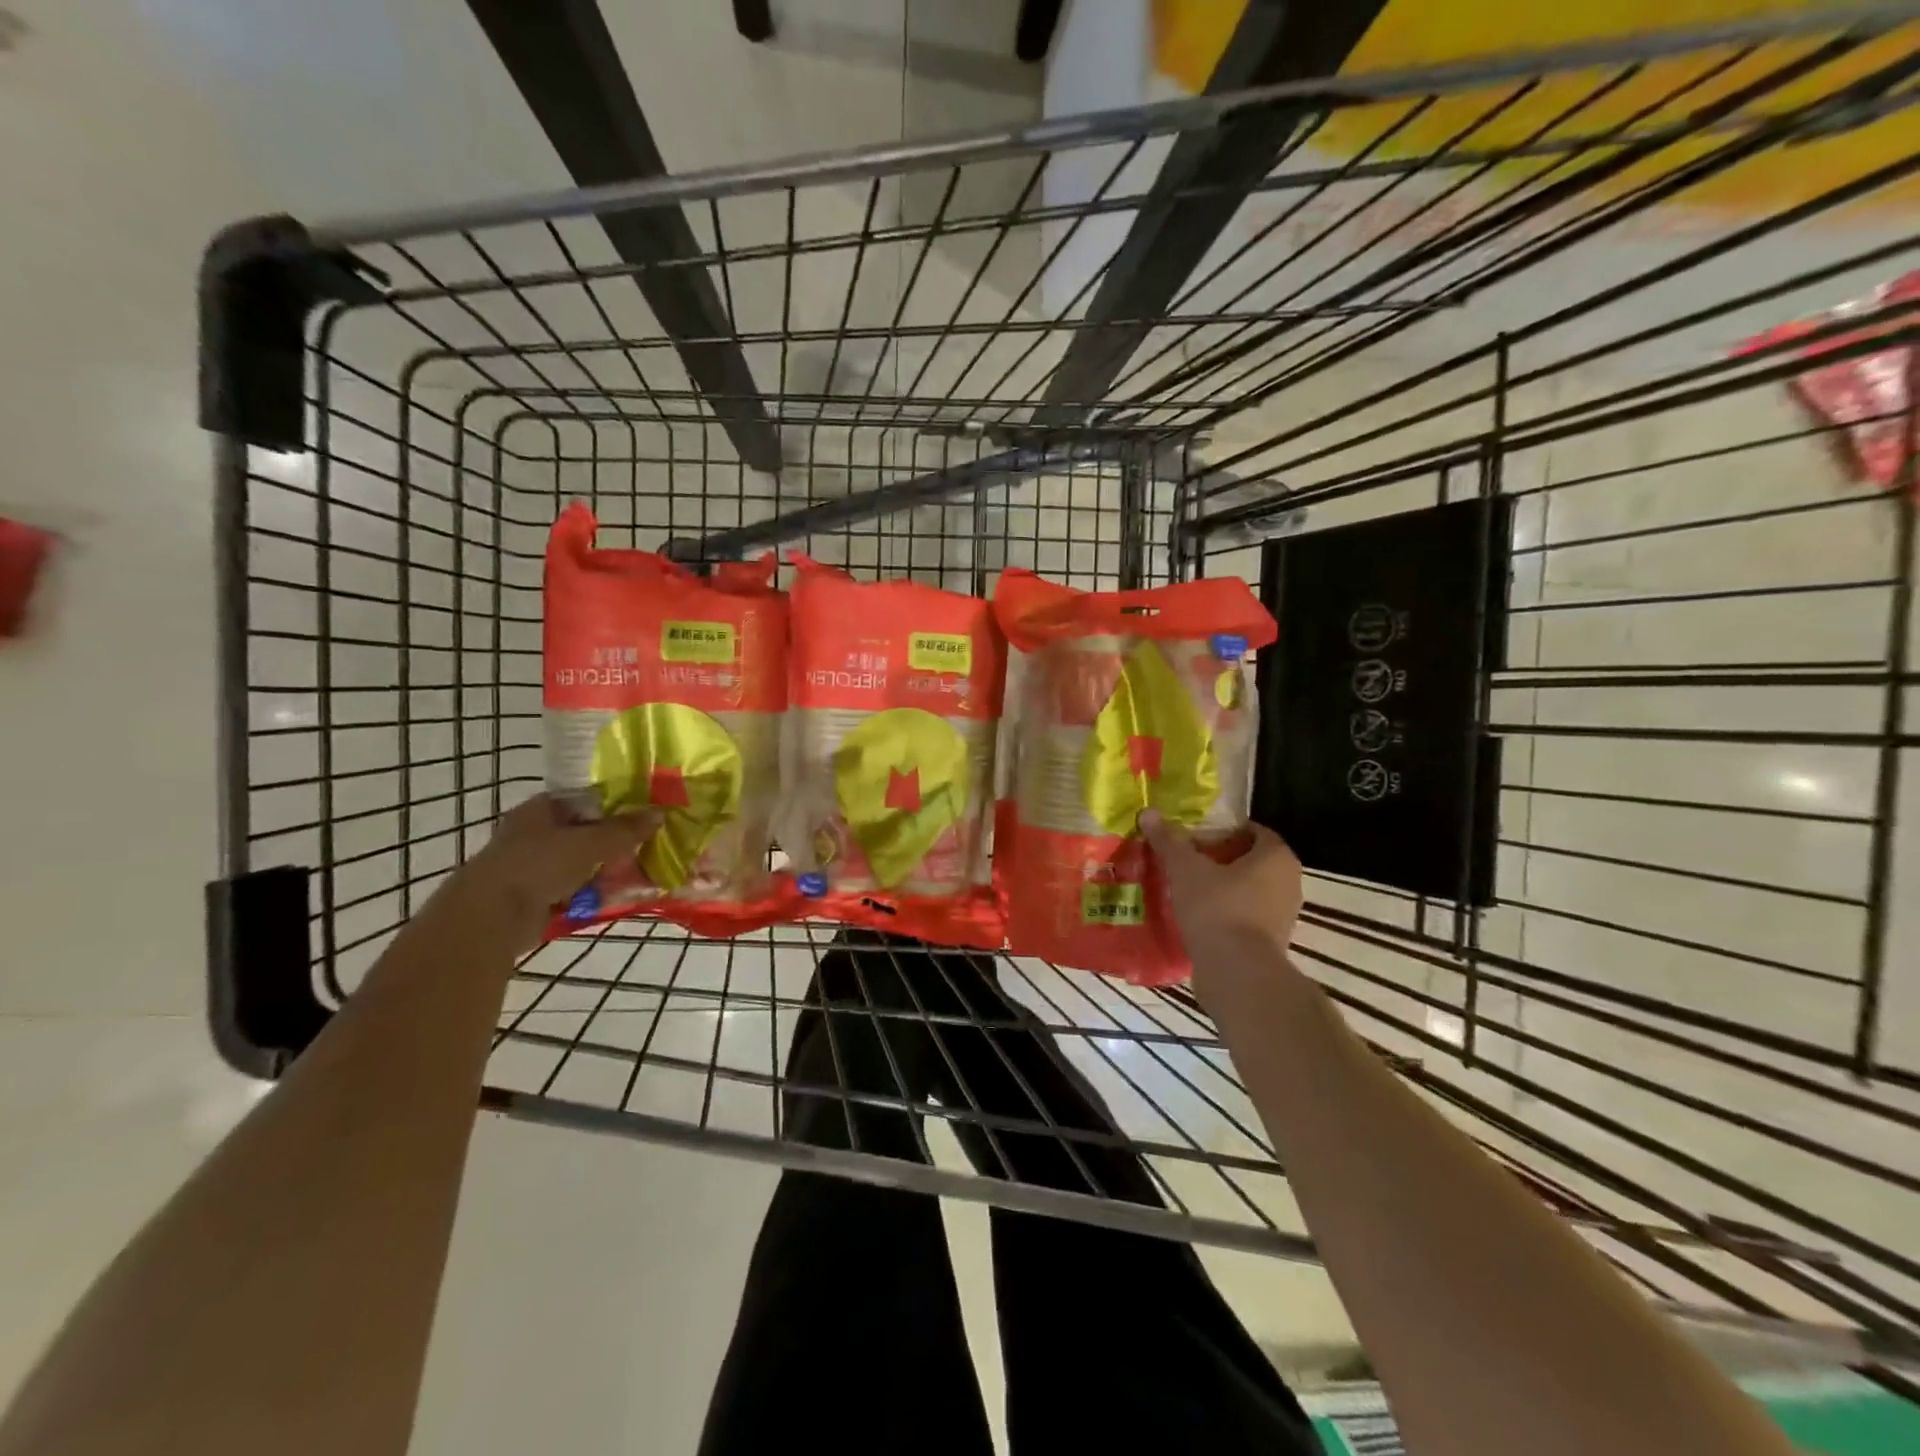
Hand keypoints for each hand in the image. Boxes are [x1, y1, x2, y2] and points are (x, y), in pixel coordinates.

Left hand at [436, 795, 655, 951]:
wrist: (491, 917)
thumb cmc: (538, 865)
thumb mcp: (590, 842)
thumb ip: (625, 829)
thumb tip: (660, 812)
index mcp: (542, 809)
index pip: (585, 799)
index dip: (616, 805)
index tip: (645, 815)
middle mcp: (535, 833)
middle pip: (586, 833)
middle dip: (617, 843)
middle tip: (649, 848)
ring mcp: (533, 866)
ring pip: (582, 863)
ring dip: (607, 870)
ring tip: (641, 875)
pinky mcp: (535, 897)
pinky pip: (574, 889)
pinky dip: (593, 893)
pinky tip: (618, 897)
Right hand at [1140, 812, 1303, 965]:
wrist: (1236, 973)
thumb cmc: (1217, 908)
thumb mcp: (1185, 868)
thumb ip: (1169, 840)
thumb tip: (1148, 812)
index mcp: (1277, 857)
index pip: (1253, 831)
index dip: (1223, 830)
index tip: (1195, 836)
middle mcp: (1289, 882)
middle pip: (1250, 861)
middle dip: (1220, 859)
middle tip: (1186, 860)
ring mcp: (1283, 916)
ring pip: (1248, 891)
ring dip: (1221, 888)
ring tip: (1186, 888)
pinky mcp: (1271, 943)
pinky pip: (1245, 917)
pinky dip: (1224, 914)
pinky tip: (1195, 917)